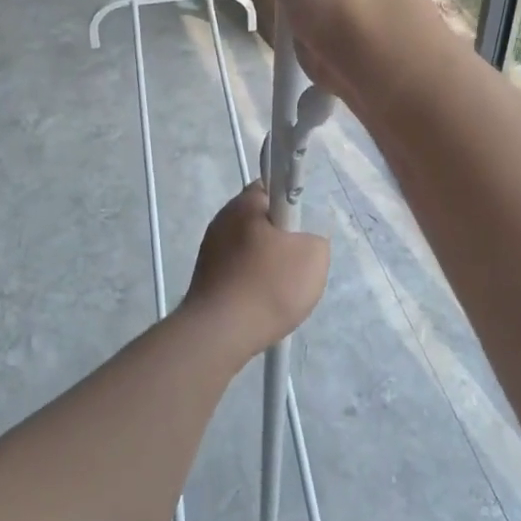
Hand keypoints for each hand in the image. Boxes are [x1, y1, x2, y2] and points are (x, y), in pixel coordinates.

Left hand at [181, 183, 328, 358]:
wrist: (221, 333)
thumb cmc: (268, 285)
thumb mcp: (314, 256)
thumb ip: (315, 238)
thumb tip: (303, 242)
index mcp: (244, 204)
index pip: (272, 187)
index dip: (291, 204)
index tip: (300, 229)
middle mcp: (222, 220)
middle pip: (261, 221)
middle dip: (281, 239)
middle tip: (297, 262)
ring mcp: (209, 250)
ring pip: (250, 249)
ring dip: (266, 265)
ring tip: (280, 291)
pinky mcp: (205, 278)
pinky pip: (238, 272)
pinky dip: (251, 284)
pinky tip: (261, 305)